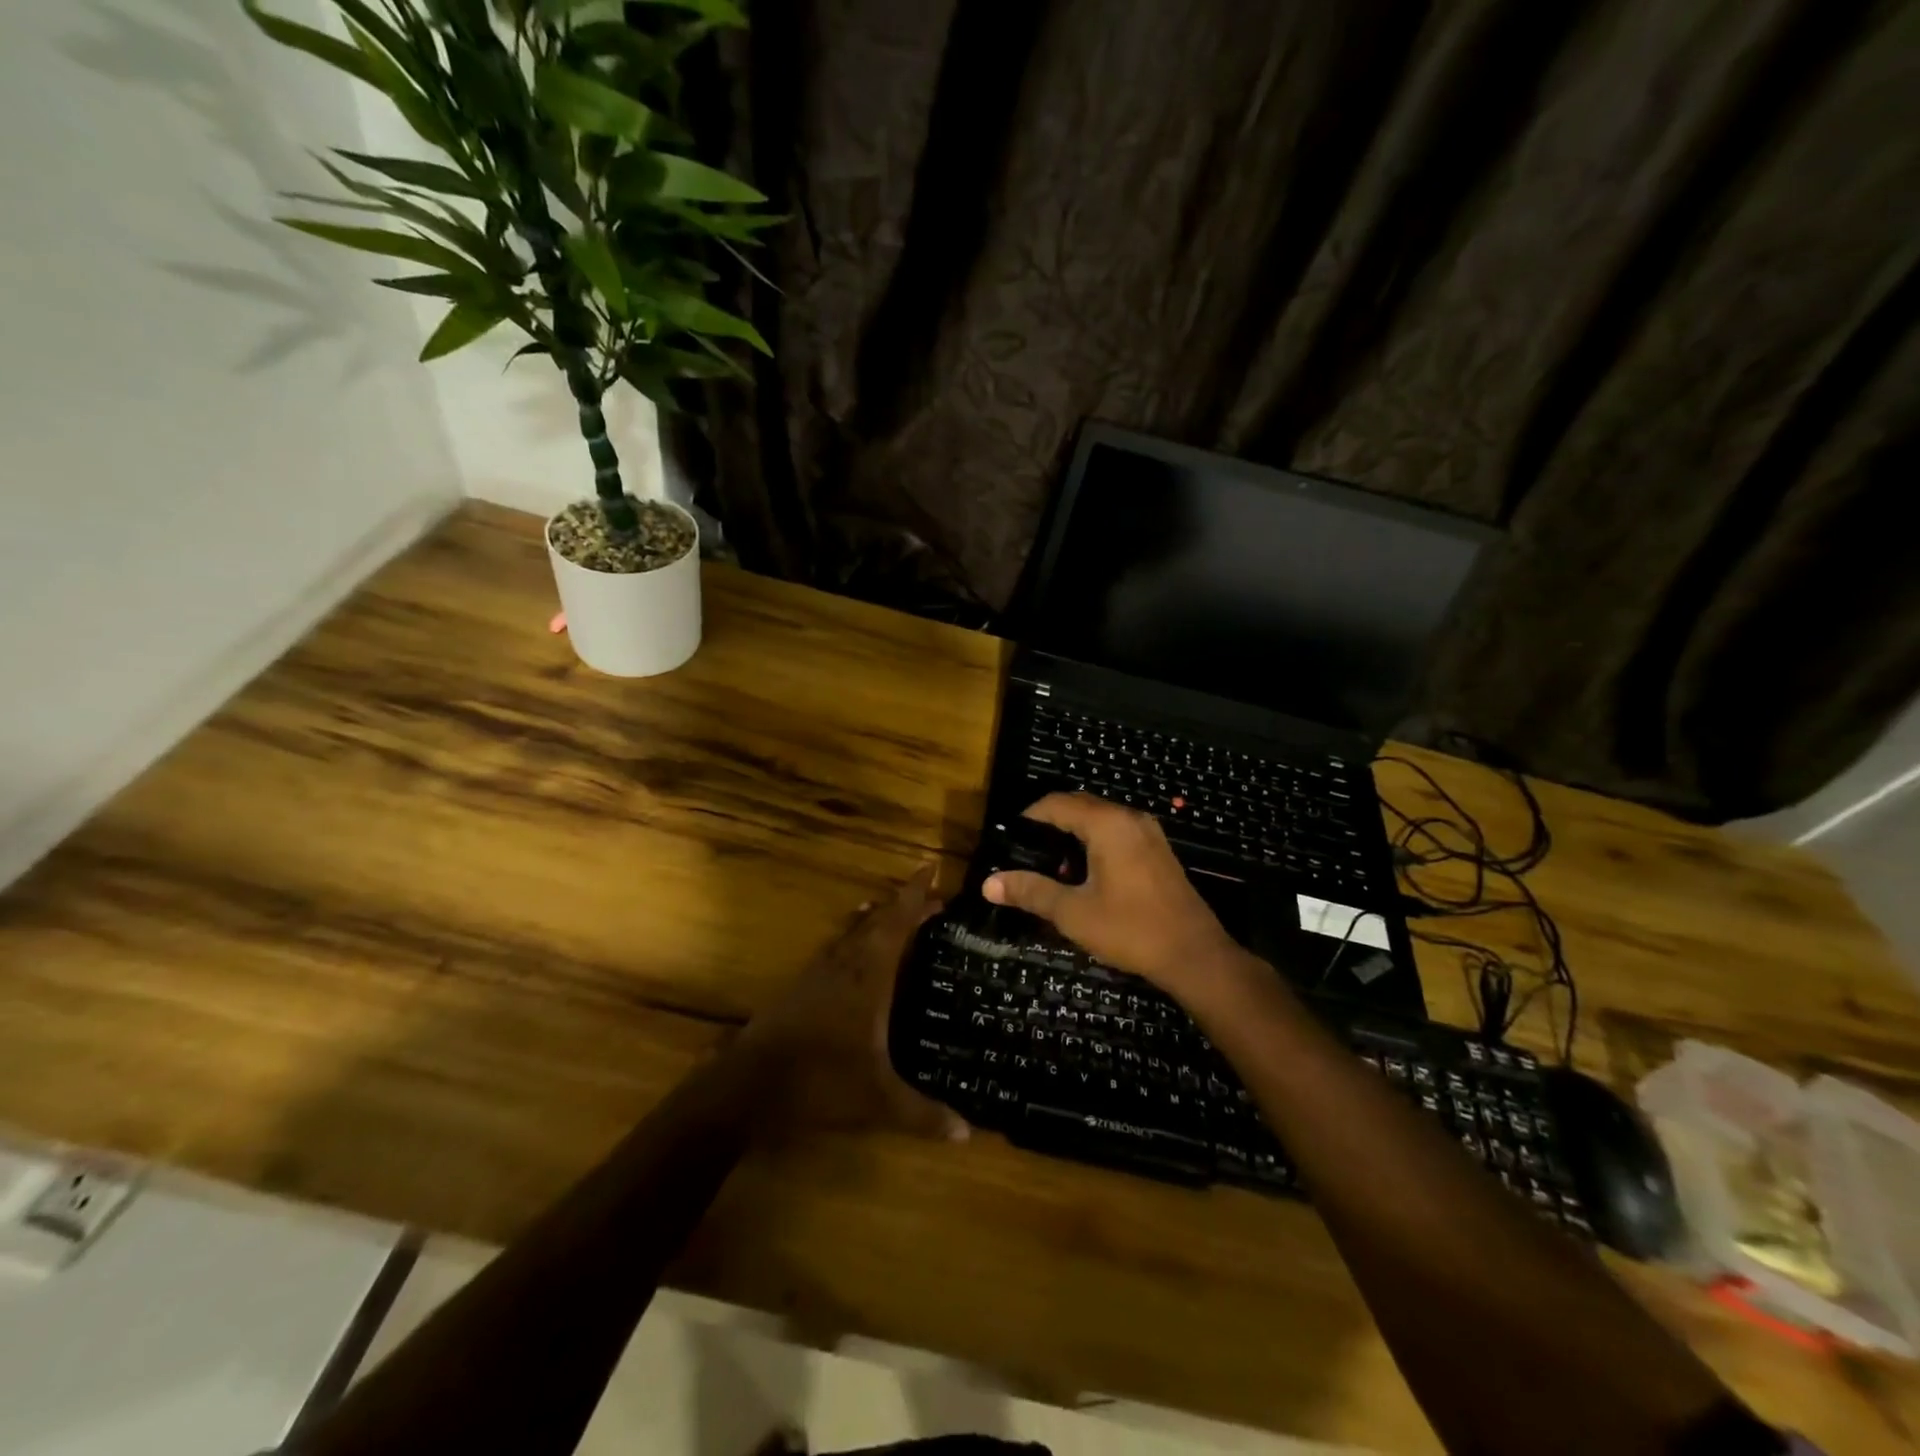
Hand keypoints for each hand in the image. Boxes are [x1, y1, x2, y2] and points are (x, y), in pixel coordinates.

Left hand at [736, 865, 967, 1142]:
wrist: (748, 1084)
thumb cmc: (819, 1081)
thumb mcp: (878, 1101)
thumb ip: (923, 1114)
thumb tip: (968, 1133)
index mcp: (868, 976)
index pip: (897, 922)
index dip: (914, 895)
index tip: (930, 869)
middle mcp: (845, 963)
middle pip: (877, 921)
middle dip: (903, 905)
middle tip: (929, 898)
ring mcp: (819, 972)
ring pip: (852, 931)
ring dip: (875, 918)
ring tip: (890, 911)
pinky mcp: (801, 986)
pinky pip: (836, 947)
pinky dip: (852, 937)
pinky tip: (850, 950)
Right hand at [983, 794, 1247, 999]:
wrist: (1195, 956)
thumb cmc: (1131, 929)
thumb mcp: (1073, 913)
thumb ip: (1031, 892)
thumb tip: (988, 884)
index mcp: (1107, 824)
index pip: (1056, 803)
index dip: (1028, 817)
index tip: (1007, 840)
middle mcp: (1129, 818)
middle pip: (1078, 807)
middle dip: (1049, 826)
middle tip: (1024, 855)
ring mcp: (1148, 833)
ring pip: (1099, 821)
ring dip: (1072, 837)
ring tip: (1051, 870)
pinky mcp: (1158, 851)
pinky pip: (1117, 834)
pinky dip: (1094, 845)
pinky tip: (1084, 878)